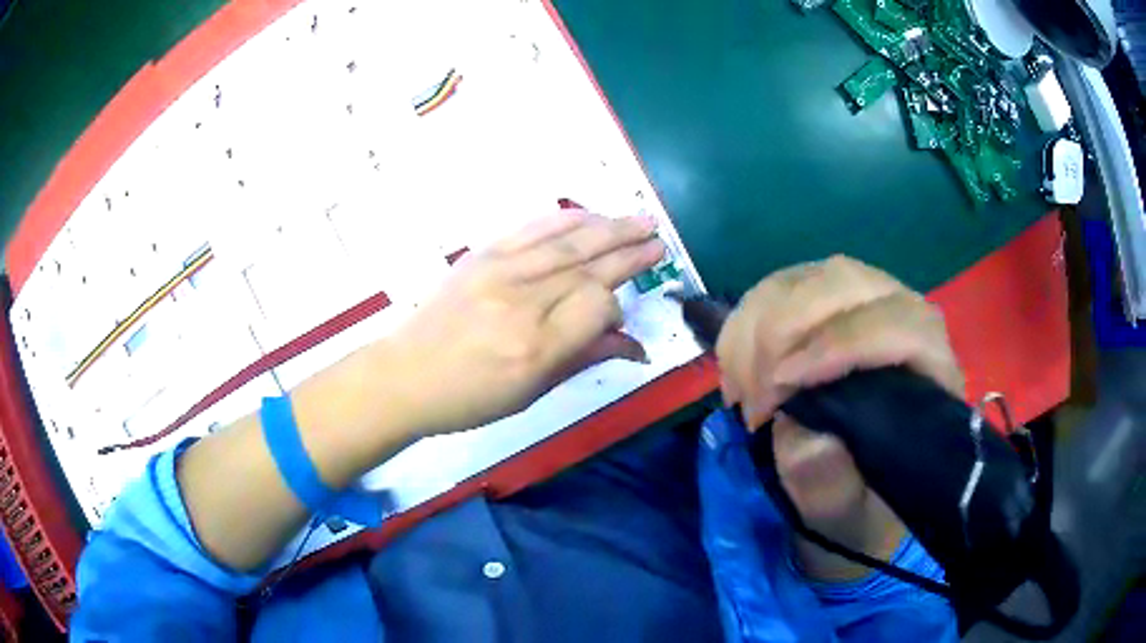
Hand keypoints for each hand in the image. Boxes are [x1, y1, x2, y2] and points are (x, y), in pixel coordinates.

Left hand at [384, 208, 664, 436]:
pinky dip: (564, 218)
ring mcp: (500, 272)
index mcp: (537, 346)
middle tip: (660, 240)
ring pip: (566, 241)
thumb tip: (635, 345)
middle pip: (588, 265)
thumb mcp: (531, 392)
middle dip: (630, 251)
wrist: (406, 374)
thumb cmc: (470, 398)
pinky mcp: (482, 255)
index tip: (620, 315)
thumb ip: (584, 358)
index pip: (598, 305)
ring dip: (608, 227)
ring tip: (641, 219)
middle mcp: (523, 302)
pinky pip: (531, 228)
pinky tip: (589, 213)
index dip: (618, 306)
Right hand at [716, 256, 962, 560]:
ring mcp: (861, 300)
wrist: (857, 487)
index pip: (898, 325)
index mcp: (930, 366)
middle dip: (783, 332)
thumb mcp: (848, 512)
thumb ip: (832, 484)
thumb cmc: (863, 501)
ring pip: (807, 277)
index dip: (837, 346)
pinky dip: (743, 320)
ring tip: (740, 387)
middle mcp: (903, 315)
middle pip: (844, 282)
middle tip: (752, 398)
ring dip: (756, 325)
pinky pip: (777, 286)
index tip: (780, 391)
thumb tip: (807, 437)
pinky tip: (733, 365)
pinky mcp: (824, 300)